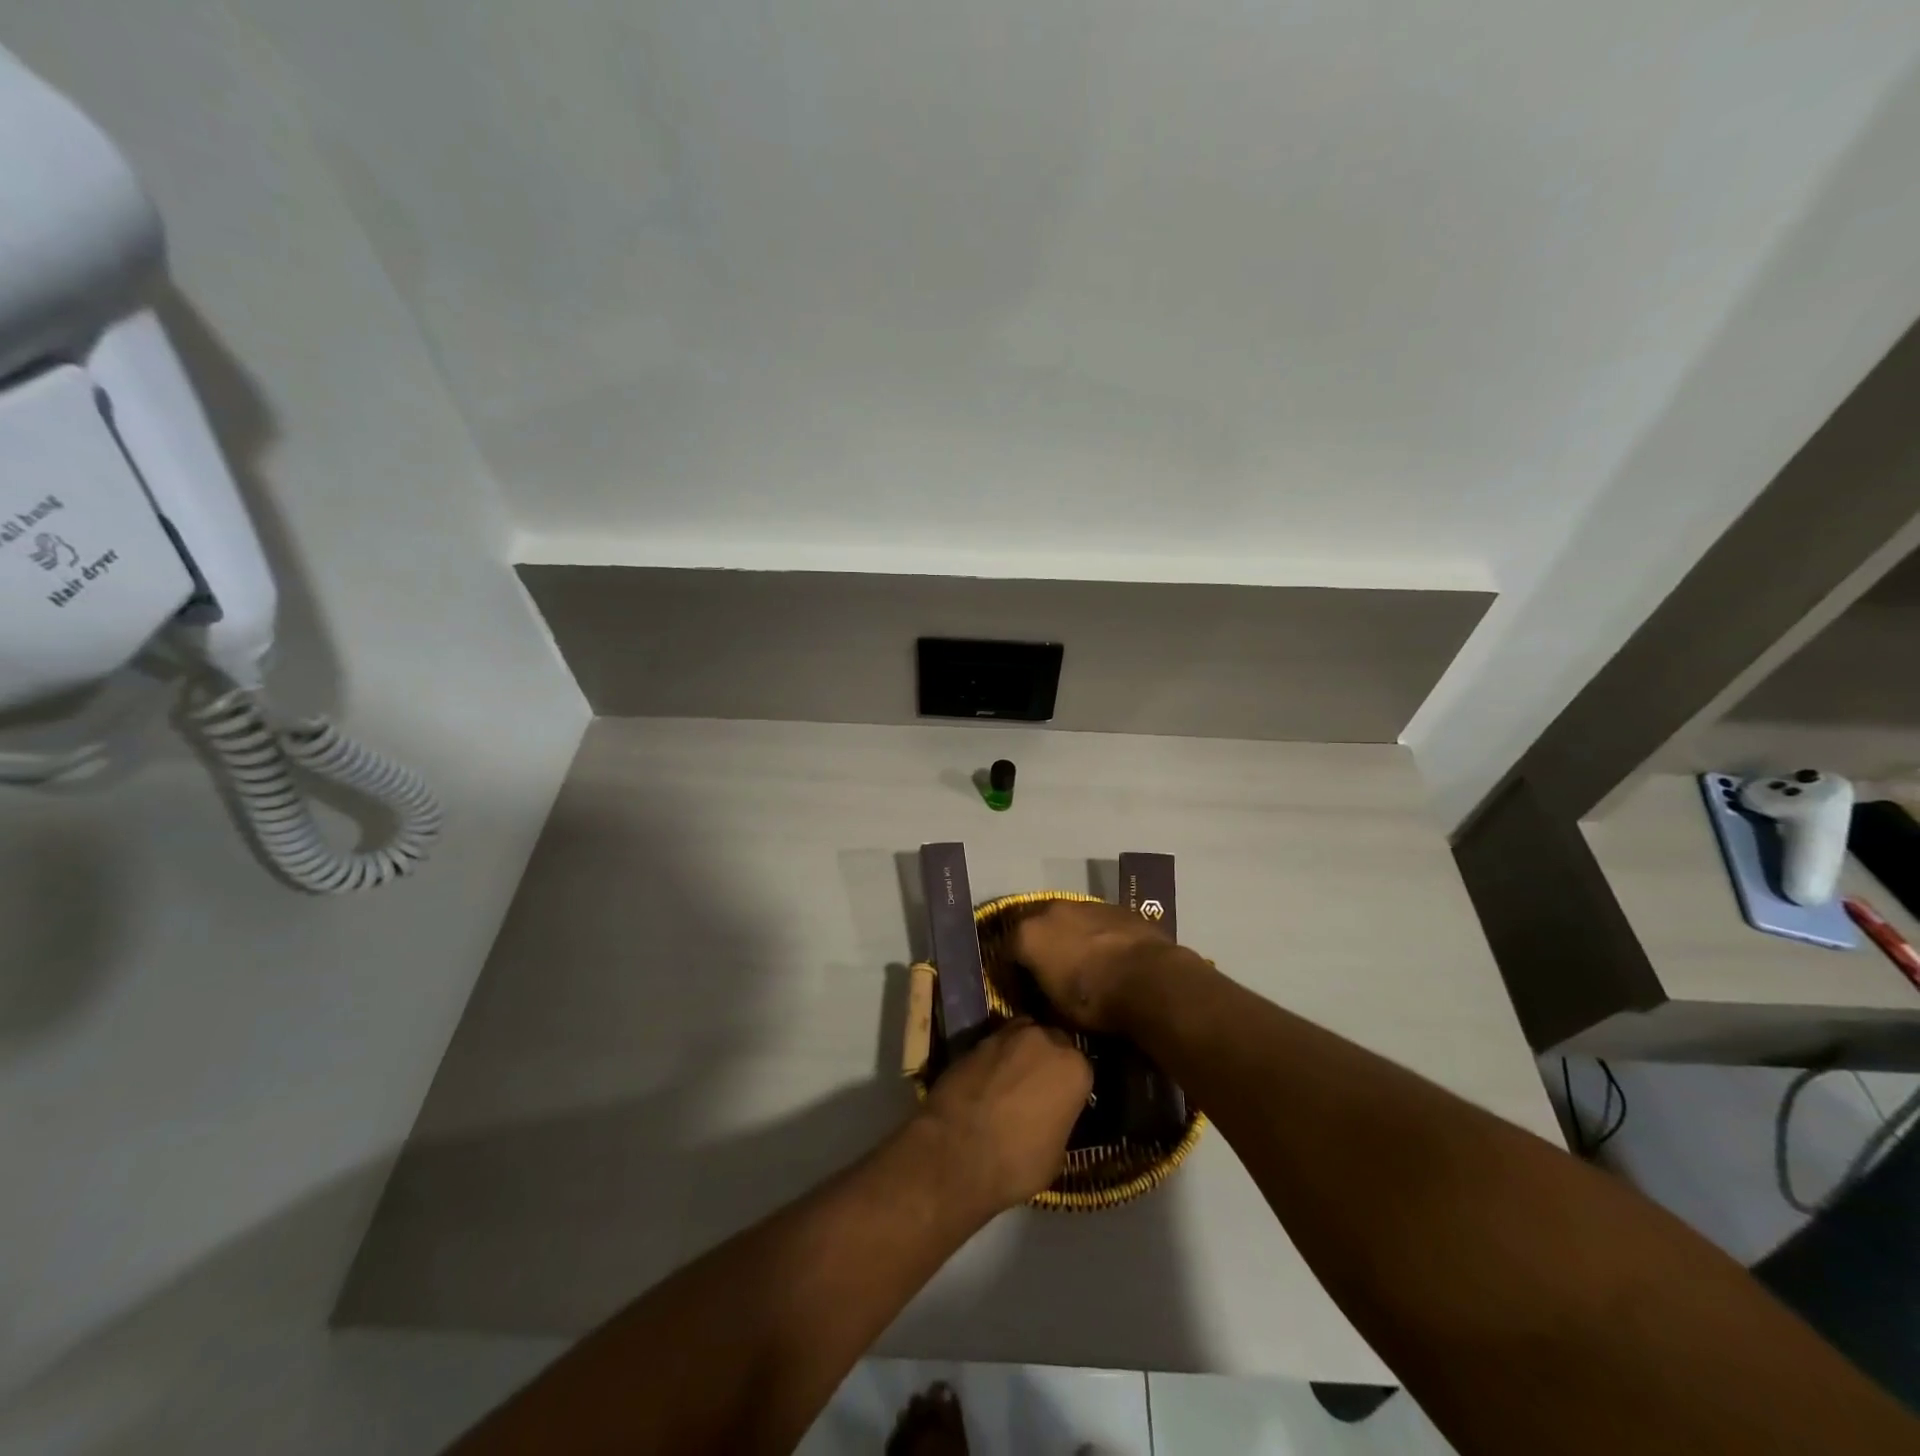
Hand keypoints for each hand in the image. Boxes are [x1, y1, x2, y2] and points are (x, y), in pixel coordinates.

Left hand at [917, 1019, 1091, 1212]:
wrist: (954, 1151)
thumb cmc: (1016, 1162)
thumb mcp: (1056, 1155)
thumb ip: (1060, 1122)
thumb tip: (1052, 1117)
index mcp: (1074, 1068)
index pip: (1082, 1070)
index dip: (1071, 1087)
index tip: (1063, 1103)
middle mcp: (1044, 1040)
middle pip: (1053, 1042)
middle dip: (1048, 1061)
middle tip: (1038, 1088)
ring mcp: (1007, 1035)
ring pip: (1023, 1036)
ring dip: (1021, 1053)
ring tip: (1012, 1080)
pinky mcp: (975, 1039)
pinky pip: (995, 1044)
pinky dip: (995, 1058)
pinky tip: (988, 1080)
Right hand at [1010, 899, 1196, 1032]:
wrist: (1149, 980)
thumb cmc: (1094, 1000)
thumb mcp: (1055, 1010)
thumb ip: (1038, 993)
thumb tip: (1037, 993)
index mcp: (1028, 935)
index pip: (1006, 951)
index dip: (1011, 970)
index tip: (1020, 987)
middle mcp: (1050, 910)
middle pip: (1036, 926)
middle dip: (1039, 945)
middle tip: (1049, 969)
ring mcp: (1084, 904)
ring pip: (1067, 919)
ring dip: (1068, 935)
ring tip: (1081, 960)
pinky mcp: (1114, 905)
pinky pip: (1095, 920)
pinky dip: (1095, 933)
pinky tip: (1107, 952)